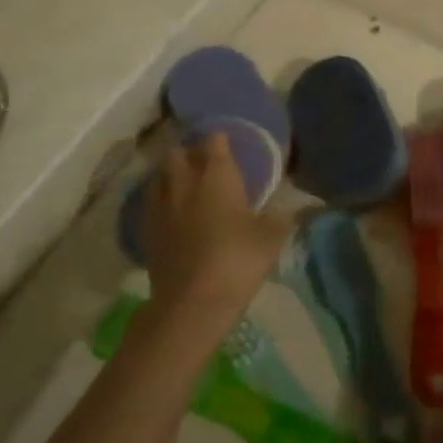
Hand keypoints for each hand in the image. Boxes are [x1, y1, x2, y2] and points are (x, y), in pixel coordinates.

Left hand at [139, 133, 289, 339]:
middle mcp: (184, 183)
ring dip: (171, 174)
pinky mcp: (147, 232)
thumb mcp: (272, 237)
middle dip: (189, 153)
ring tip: (185, 183)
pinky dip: (161, 200)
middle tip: (204, 162)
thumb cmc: (238, 260)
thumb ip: (283, 216)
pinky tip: (172, 213)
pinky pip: (151, 203)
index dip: (220, 139)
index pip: (215, 143)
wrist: (192, 303)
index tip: (227, 140)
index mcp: (216, 177)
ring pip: (159, 177)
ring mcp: (160, 207)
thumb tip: (296, 206)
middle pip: (178, 154)